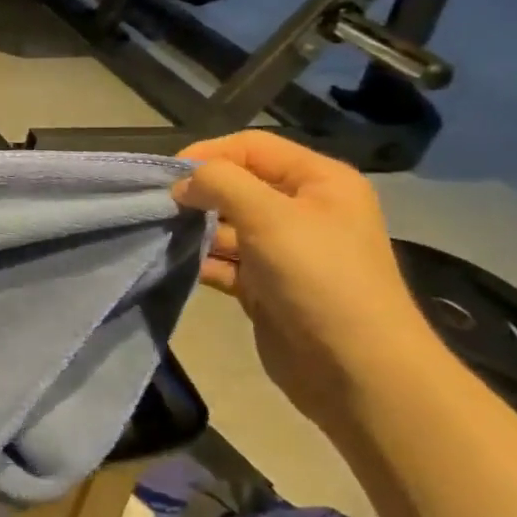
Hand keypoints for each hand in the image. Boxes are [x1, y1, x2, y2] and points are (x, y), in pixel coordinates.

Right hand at [175, 131, 438, 433]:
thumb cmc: (320, 278)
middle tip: (160, 206)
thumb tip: (183, 183)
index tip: (168, 176)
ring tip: (161, 234)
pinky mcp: (266, 286)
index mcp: (319, 181)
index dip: (209, 154)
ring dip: (195, 228)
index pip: (252, 147)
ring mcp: (284, 251)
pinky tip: (176, 263)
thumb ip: (221, 183)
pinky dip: (201, 260)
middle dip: (198, 192)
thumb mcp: (270, 216)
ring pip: (227, 225)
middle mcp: (303, 210)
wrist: (356, 370)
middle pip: (237, 185)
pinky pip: (225, 262)